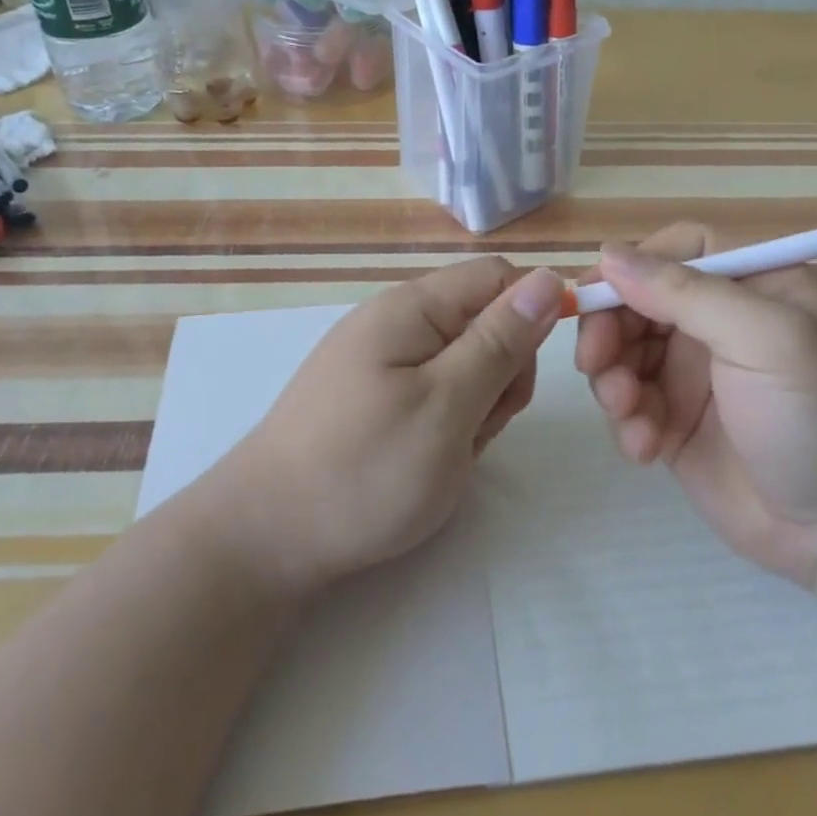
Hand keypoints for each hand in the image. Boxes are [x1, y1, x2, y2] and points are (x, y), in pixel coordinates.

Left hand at [211, 258, 563, 593]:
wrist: (267, 538)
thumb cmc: (366, 470)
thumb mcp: (449, 405)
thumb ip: (500, 340)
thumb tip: (550, 278)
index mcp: (414, 306)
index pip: (499, 277)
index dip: (530, 316)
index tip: (522, 379)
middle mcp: (397, 319)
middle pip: (484, 321)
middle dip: (501, 373)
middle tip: (474, 427)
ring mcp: (382, 358)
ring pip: (465, 363)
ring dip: (476, 406)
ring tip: (445, 452)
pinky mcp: (374, 393)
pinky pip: (435, 391)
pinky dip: (448, 423)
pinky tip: (426, 459)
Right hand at [574, 223, 816, 584]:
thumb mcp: (767, 339)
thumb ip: (686, 292)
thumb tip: (608, 254)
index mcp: (752, 287)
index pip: (678, 250)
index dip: (633, 265)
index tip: (599, 296)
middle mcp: (719, 323)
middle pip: (637, 300)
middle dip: (608, 328)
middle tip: (594, 363)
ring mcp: (694, 375)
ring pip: (622, 352)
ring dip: (611, 378)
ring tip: (628, 414)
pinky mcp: (676, 424)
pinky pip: (627, 404)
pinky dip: (625, 421)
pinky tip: (645, 450)